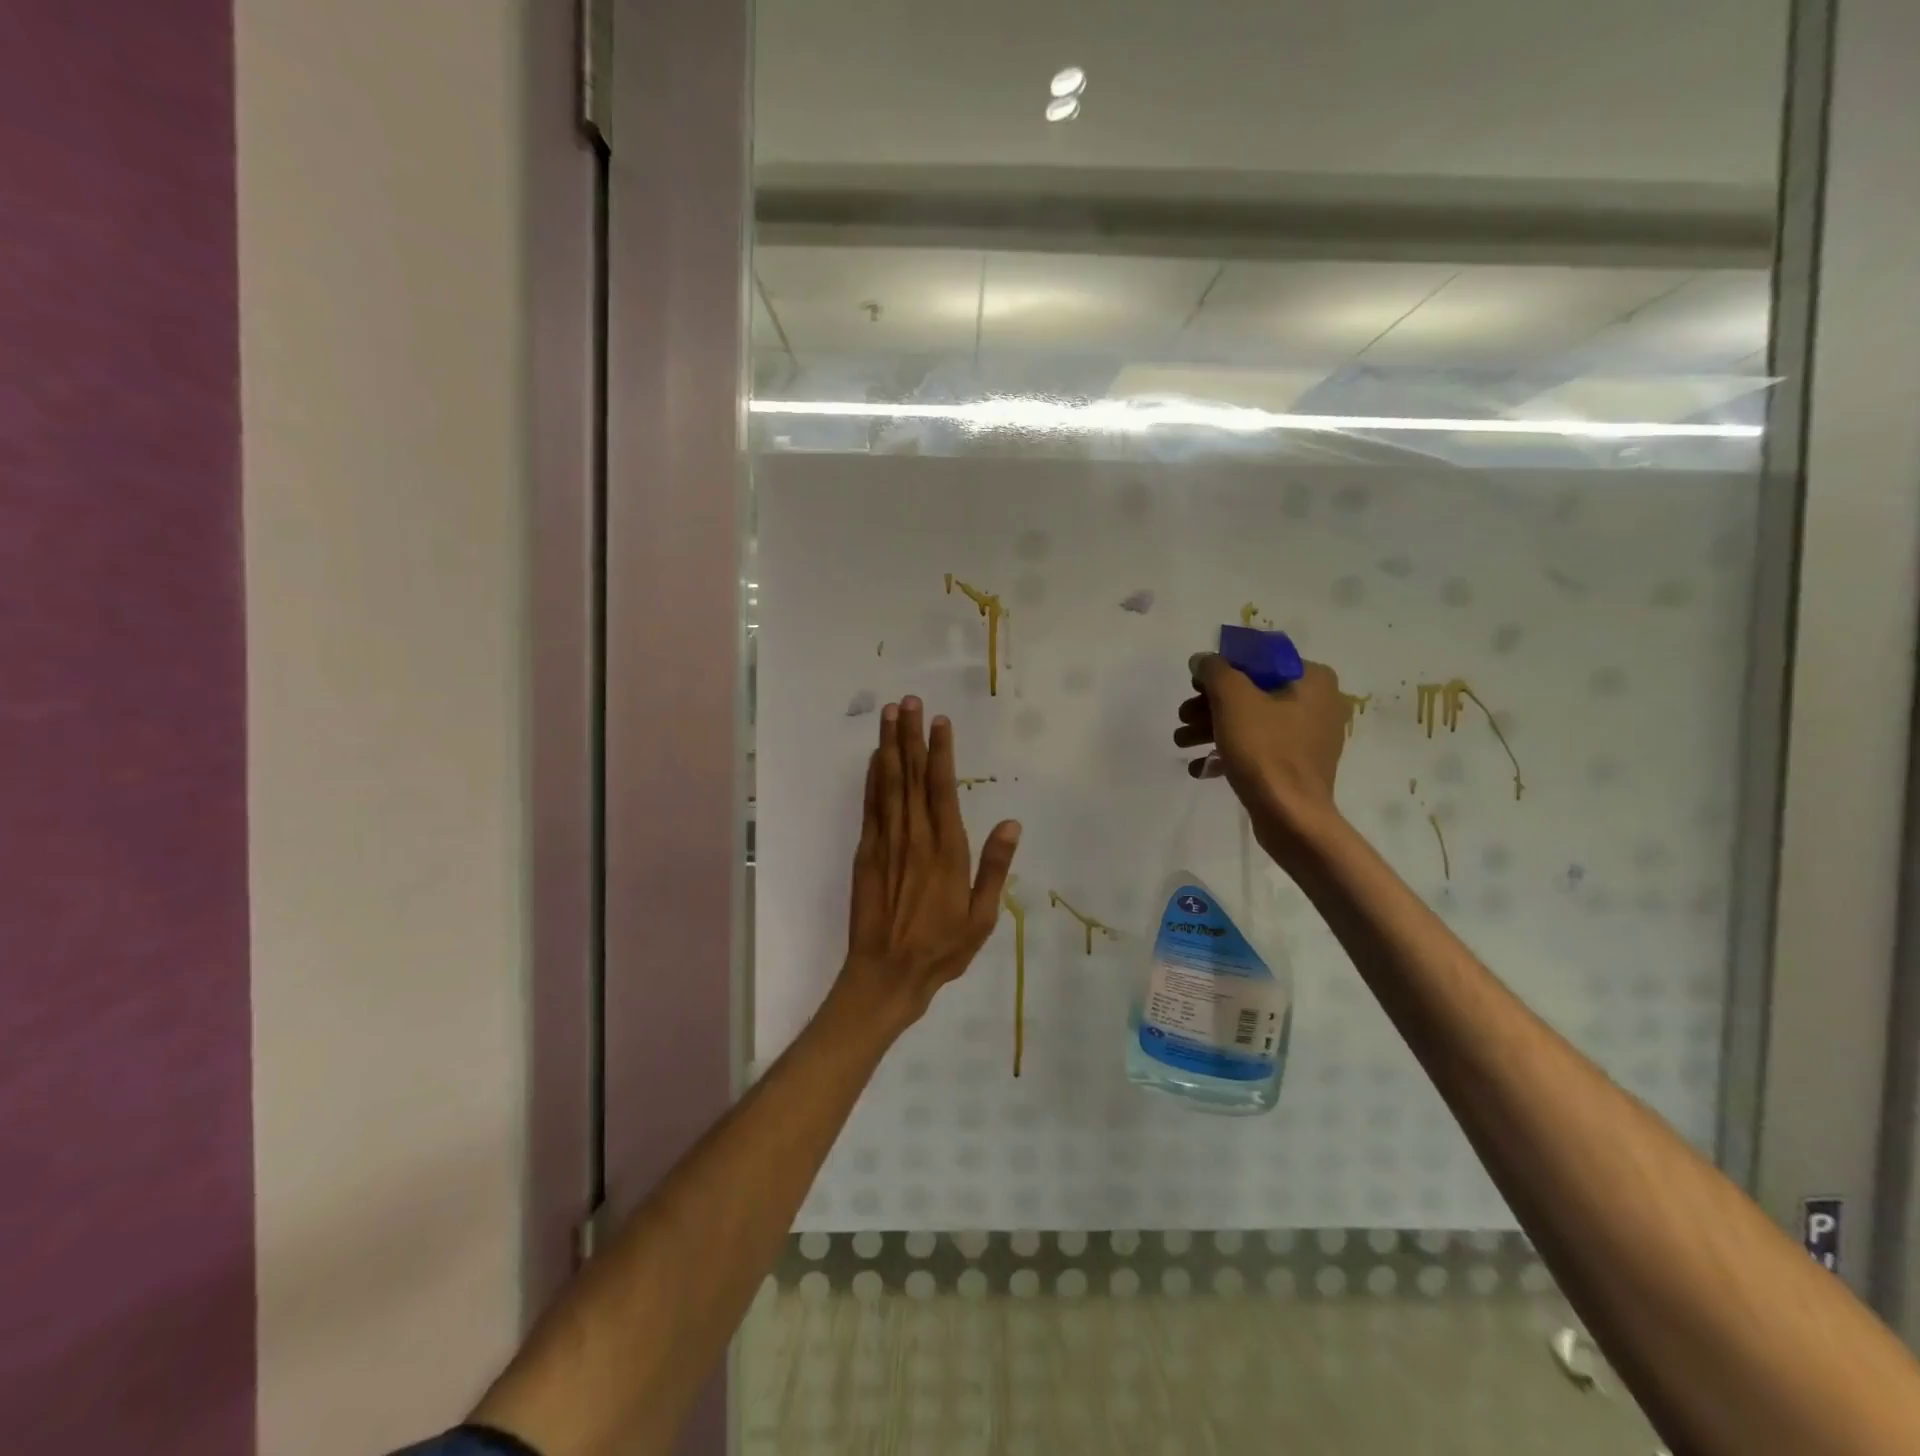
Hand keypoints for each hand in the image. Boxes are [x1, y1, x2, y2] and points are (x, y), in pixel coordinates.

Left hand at [835, 697, 1020, 1031]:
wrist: (886, 975)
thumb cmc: (942, 949)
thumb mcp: (982, 917)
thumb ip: (995, 867)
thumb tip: (1011, 823)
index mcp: (947, 851)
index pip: (943, 790)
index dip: (941, 753)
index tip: (940, 721)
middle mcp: (915, 838)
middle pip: (911, 777)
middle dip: (910, 736)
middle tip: (907, 701)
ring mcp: (886, 844)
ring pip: (888, 785)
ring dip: (889, 747)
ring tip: (889, 715)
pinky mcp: (866, 854)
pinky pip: (870, 808)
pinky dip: (872, 780)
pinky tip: (875, 758)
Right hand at [1174, 654, 1347, 852]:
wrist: (1291, 816)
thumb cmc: (1265, 750)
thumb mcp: (1232, 699)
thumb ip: (1214, 670)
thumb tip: (1202, 660)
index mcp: (1312, 679)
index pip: (1259, 659)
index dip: (1221, 668)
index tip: (1195, 685)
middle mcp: (1317, 702)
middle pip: (1251, 691)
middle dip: (1210, 704)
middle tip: (1183, 717)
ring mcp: (1309, 737)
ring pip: (1251, 721)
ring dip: (1212, 728)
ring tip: (1182, 743)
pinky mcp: (1297, 765)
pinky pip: (1259, 748)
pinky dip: (1229, 752)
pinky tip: (1200, 767)